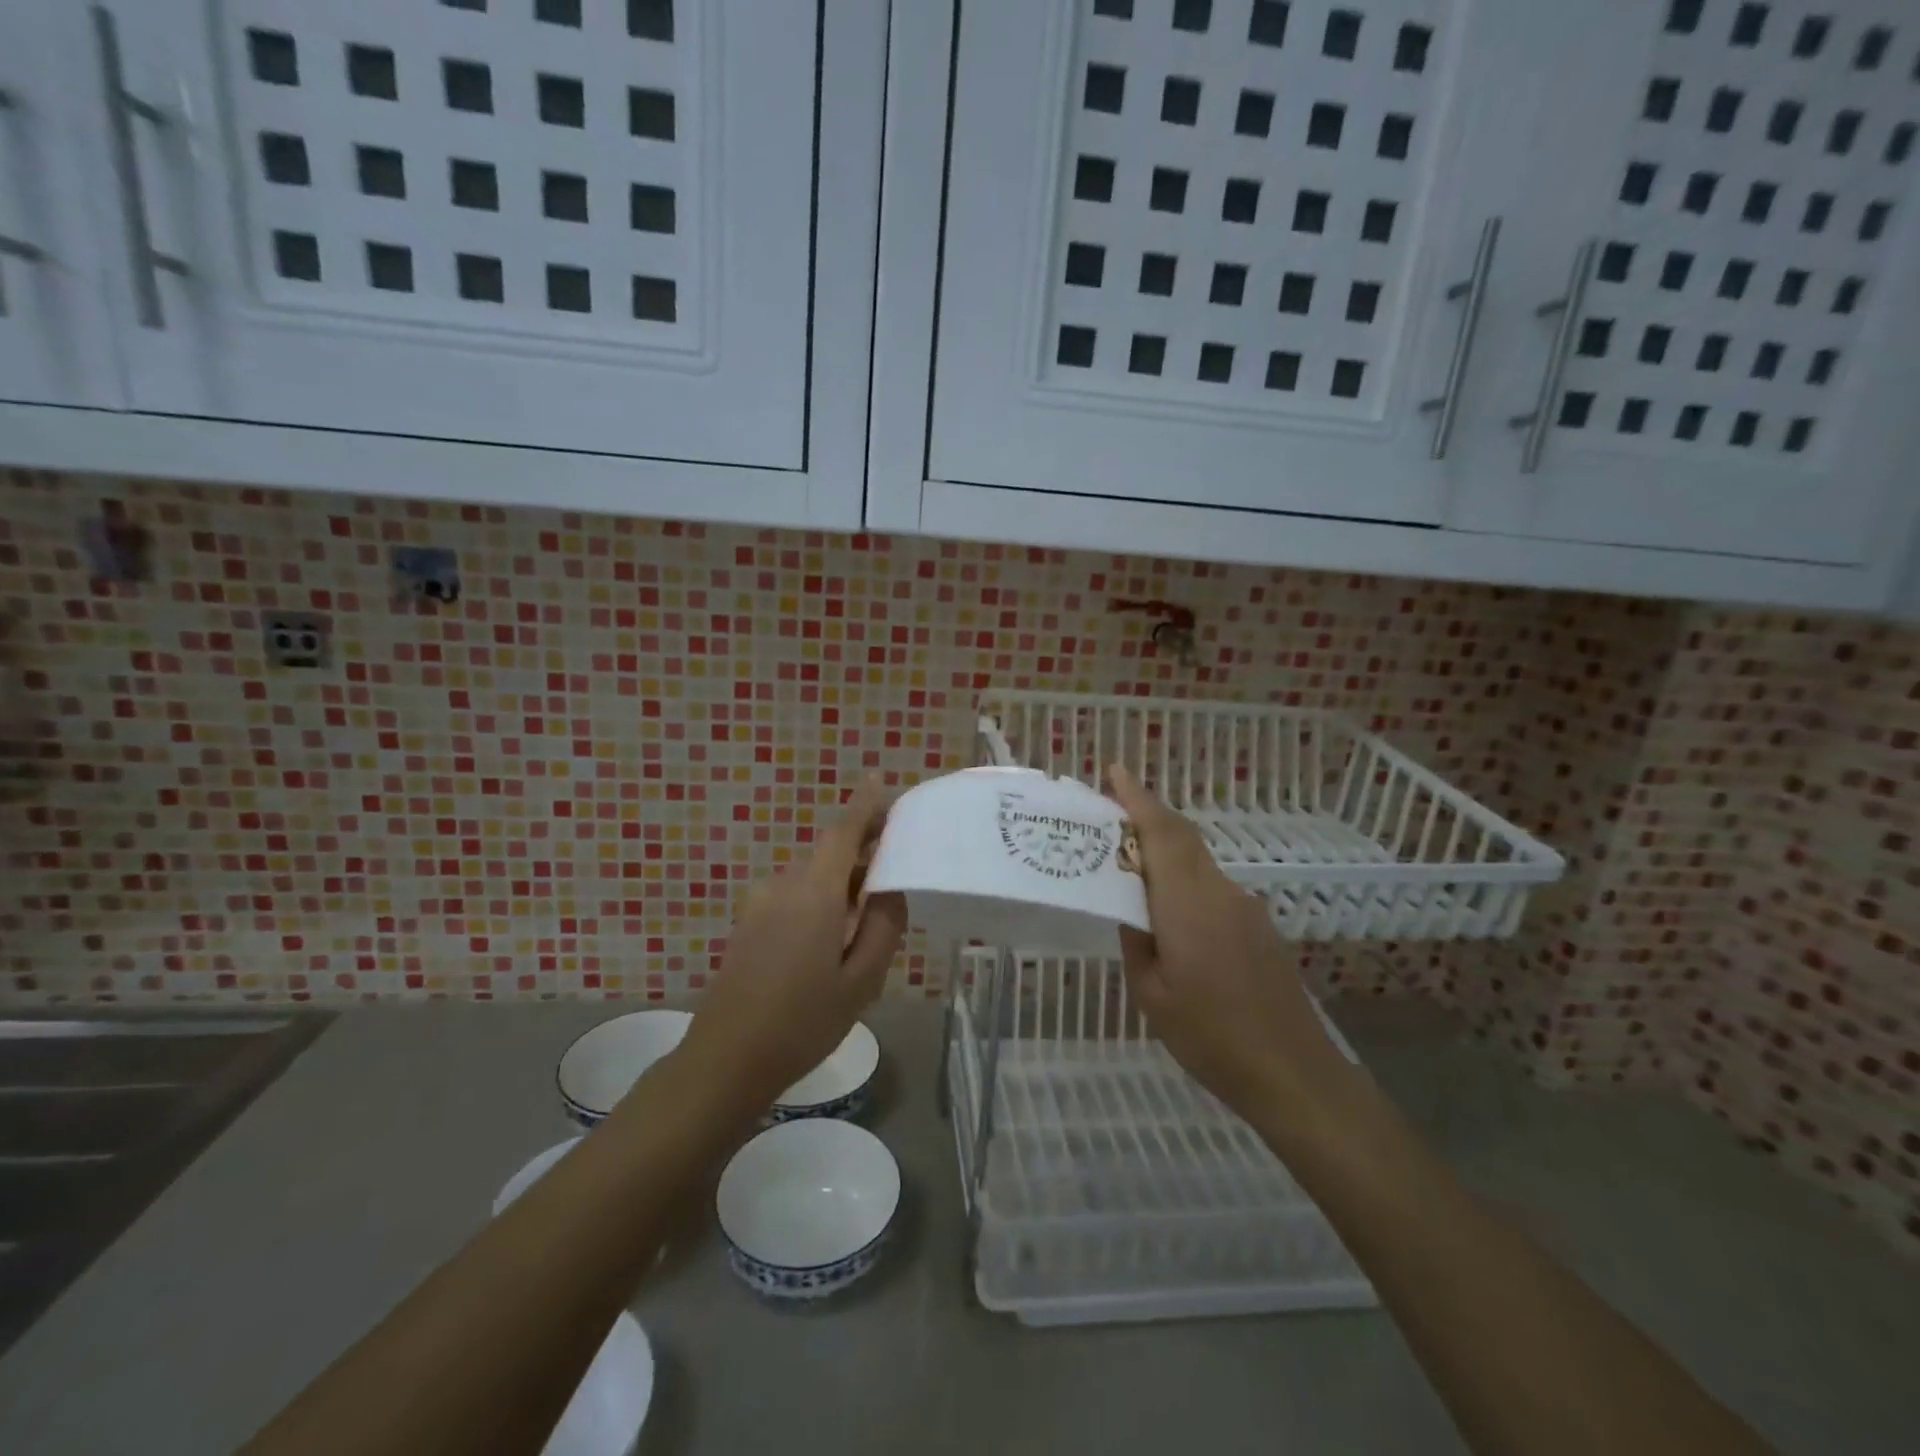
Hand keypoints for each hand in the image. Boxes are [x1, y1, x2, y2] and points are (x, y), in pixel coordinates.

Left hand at [676, 778, 907, 1114]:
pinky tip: (831, 942)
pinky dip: (819, 902)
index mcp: (813, 893)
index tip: (878, 780)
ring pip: (811, 880)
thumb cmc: (802, 1022)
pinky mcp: (747, 924)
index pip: (842, 832)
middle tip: (894, 872)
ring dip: (841, 885)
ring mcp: (759, 905)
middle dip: (861, 854)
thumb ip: (883, 926)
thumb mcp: (861, 980)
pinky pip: (793, 898)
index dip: (863, 806)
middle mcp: (782, 887)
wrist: (725, 1061)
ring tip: (867, 920)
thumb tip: (890, 889)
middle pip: (828, 855)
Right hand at [1107, 765, 1345, 1118]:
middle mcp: (1219, 892)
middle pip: (1182, 836)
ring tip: (1129, 865)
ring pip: (1197, 861)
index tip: (1114, 770)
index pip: (1161, 833)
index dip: (1137, 798)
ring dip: (1164, 849)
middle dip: (1147, 814)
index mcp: (1187, 904)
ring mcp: (1244, 907)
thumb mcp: (1151, 994)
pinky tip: (1169, 913)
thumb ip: (1136, 940)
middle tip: (1110, 809)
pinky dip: (1183, 879)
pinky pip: (1211, 886)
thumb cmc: (1211, 1036)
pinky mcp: (1258, 926)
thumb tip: (1130, 908)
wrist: (1293, 1073)